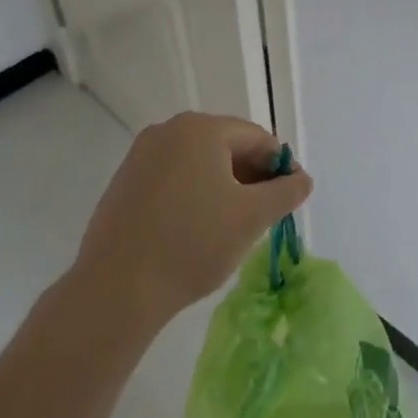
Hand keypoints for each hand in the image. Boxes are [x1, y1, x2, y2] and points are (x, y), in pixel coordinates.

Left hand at [70, 111, 311, 333]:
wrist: (116, 287)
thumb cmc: (193, 243)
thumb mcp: (252, 217)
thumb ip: (286, 192)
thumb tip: (301, 179)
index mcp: (201, 129)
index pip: (257, 138)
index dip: (280, 167)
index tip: (291, 200)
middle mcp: (168, 130)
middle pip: (226, 146)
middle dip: (252, 177)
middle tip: (265, 215)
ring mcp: (141, 155)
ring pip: (199, 164)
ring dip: (224, 187)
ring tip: (233, 226)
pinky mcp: (124, 182)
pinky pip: (173, 178)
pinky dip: (194, 195)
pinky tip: (197, 229)